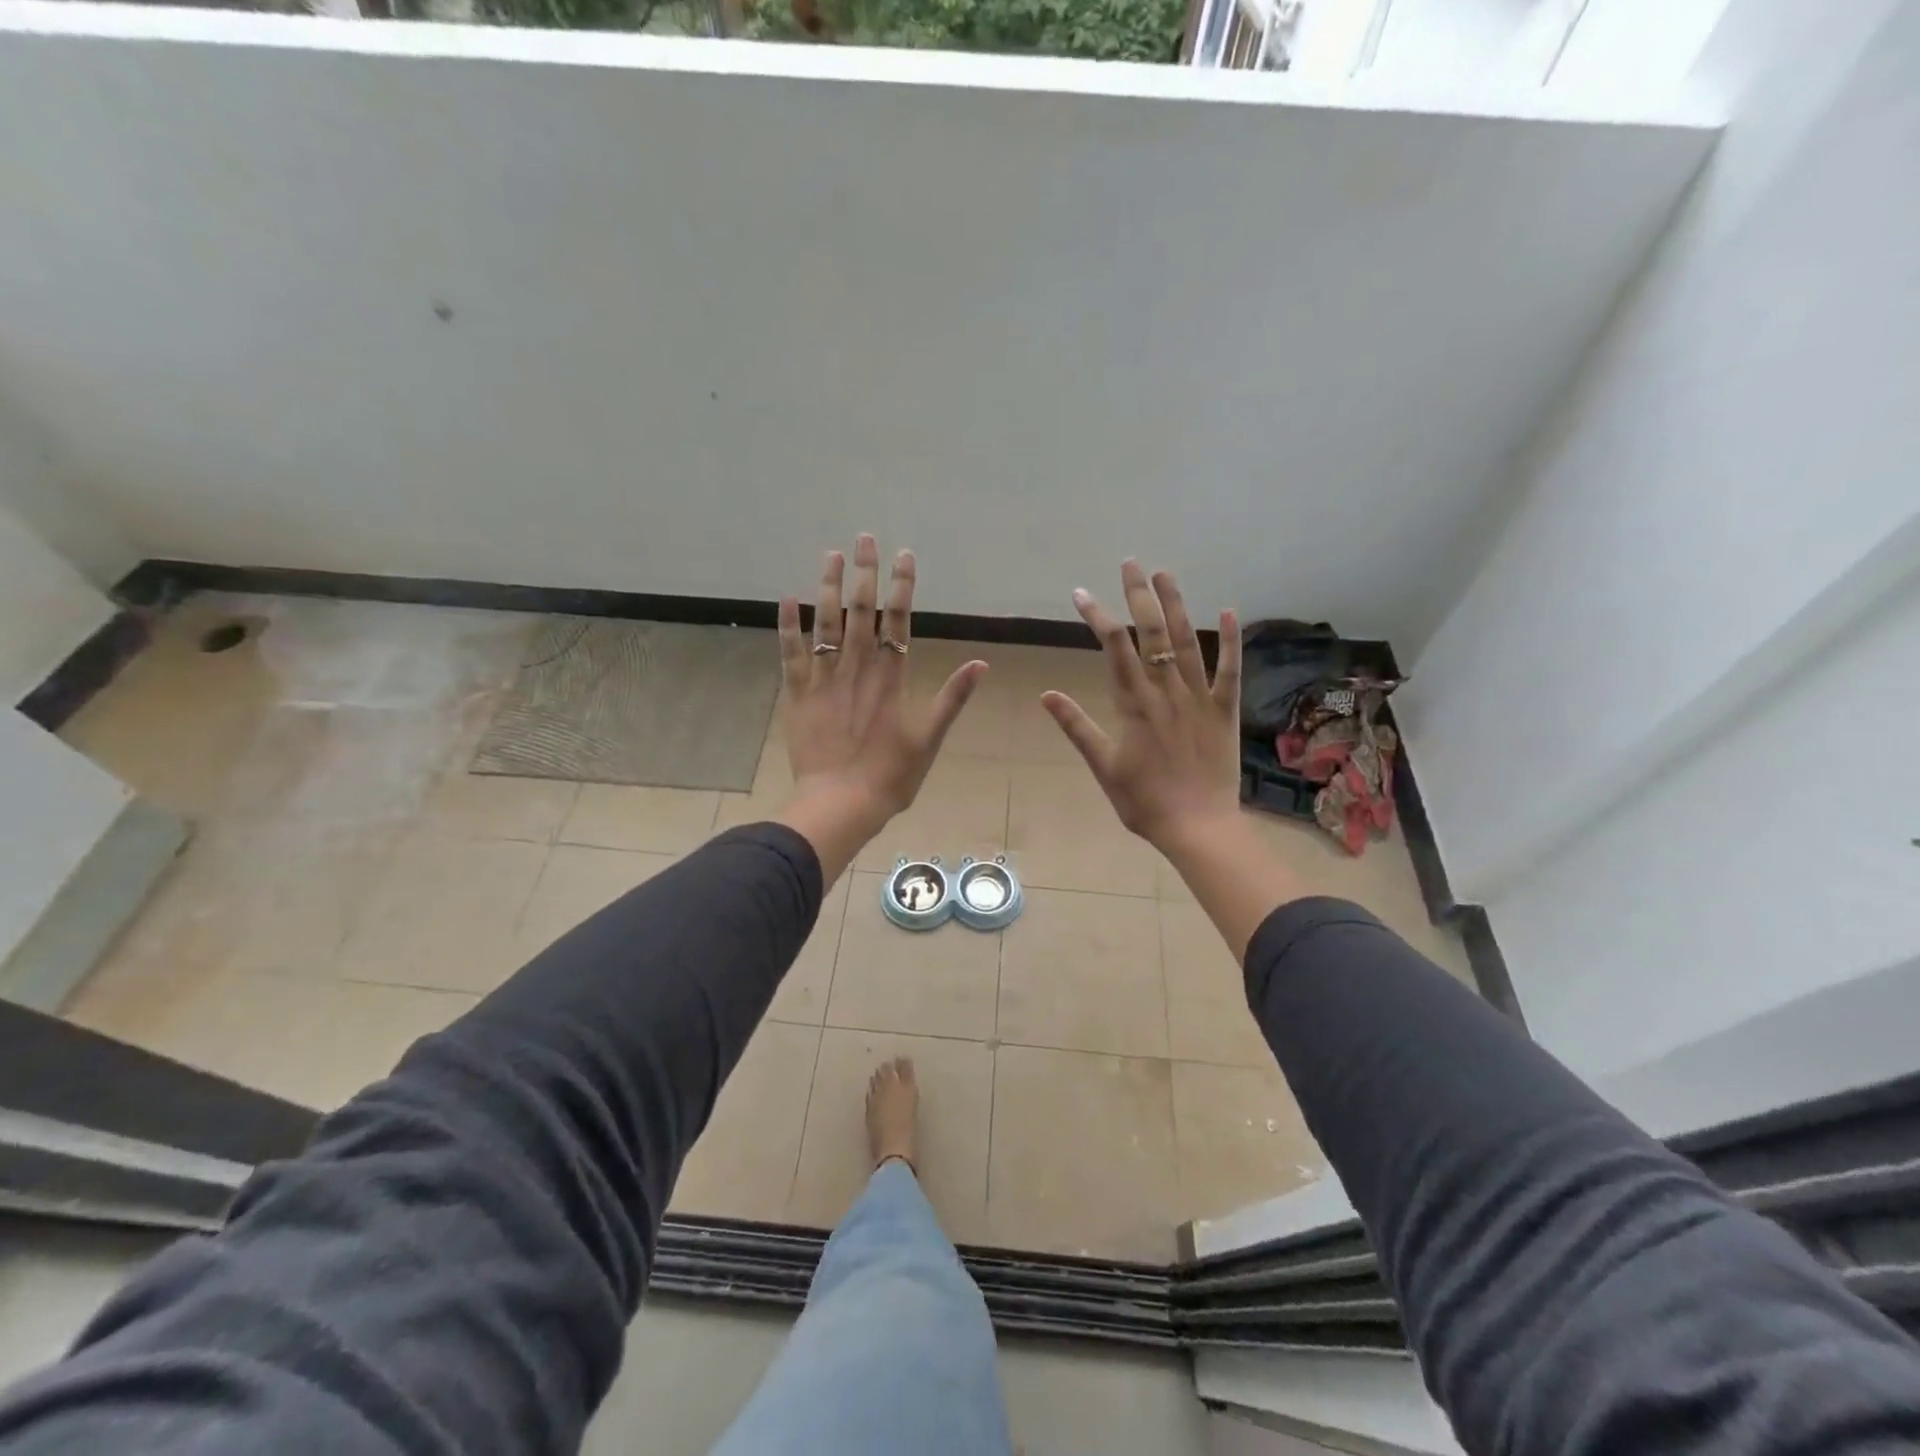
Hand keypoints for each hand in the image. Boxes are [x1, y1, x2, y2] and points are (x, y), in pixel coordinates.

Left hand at [774, 535, 984, 877]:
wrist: (840, 803)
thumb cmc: (890, 777)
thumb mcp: (930, 739)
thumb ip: (952, 698)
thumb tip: (981, 663)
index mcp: (890, 679)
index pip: (898, 622)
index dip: (902, 587)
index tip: (904, 556)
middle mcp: (857, 669)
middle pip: (862, 612)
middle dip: (865, 574)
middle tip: (864, 539)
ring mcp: (824, 680)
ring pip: (826, 624)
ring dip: (828, 587)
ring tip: (831, 556)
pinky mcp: (797, 694)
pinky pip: (791, 653)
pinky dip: (787, 626)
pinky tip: (785, 598)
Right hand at [1041, 561, 1241, 851]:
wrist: (1197, 827)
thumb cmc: (1143, 801)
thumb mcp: (1102, 766)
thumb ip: (1077, 727)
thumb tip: (1047, 695)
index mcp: (1134, 704)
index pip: (1114, 648)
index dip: (1096, 616)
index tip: (1080, 594)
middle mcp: (1166, 691)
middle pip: (1151, 633)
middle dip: (1138, 596)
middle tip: (1130, 564)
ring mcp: (1198, 698)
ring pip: (1186, 642)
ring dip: (1175, 605)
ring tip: (1165, 574)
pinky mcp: (1225, 710)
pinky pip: (1230, 670)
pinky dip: (1230, 641)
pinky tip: (1228, 611)